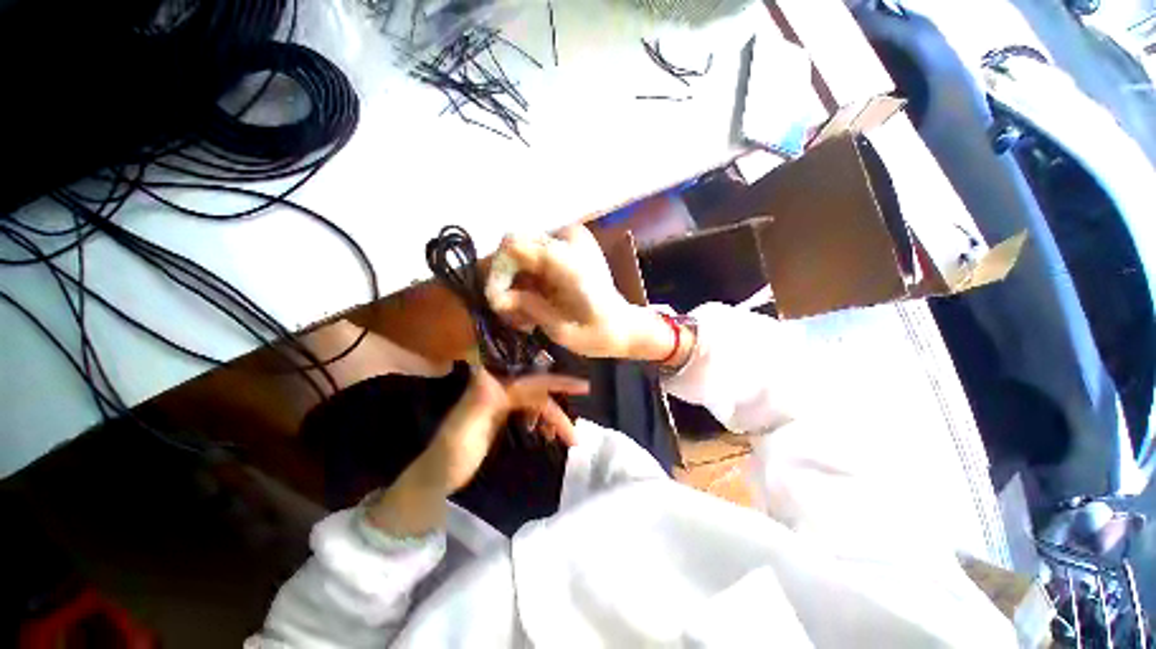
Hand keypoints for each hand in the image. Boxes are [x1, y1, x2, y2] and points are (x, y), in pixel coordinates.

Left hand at [366, 368, 588, 536]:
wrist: (436, 479)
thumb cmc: (449, 456)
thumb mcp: (462, 431)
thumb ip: (478, 401)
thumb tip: (490, 369)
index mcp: (490, 387)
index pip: (529, 380)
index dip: (556, 381)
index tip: (582, 387)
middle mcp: (498, 388)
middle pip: (537, 393)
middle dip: (558, 411)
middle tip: (575, 433)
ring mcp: (501, 402)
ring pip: (537, 404)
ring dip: (553, 420)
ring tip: (567, 441)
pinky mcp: (503, 414)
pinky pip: (530, 413)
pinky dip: (542, 423)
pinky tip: (547, 435)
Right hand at [487, 226, 673, 361]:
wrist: (625, 326)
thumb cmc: (598, 335)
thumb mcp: (560, 329)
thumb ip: (528, 306)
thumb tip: (497, 298)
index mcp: (569, 261)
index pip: (514, 245)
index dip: (498, 272)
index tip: (498, 302)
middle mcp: (569, 239)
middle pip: (515, 243)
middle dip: (504, 276)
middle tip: (507, 308)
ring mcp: (571, 239)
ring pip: (522, 248)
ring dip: (514, 278)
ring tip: (520, 310)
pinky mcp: (569, 246)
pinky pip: (534, 254)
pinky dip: (526, 276)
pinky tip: (531, 300)